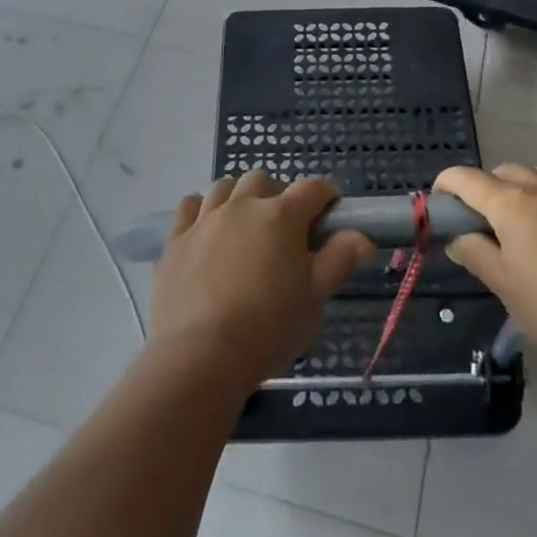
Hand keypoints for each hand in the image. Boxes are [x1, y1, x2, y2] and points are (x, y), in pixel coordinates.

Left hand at [149, 171, 373, 394]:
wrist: (199, 356)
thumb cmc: (268, 327)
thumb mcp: (315, 297)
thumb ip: (340, 260)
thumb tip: (360, 236)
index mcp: (282, 215)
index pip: (313, 188)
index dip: (327, 196)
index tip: (332, 214)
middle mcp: (243, 205)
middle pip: (264, 180)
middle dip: (279, 194)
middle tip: (286, 228)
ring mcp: (205, 219)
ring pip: (226, 187)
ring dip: (241, 197)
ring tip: (246, 225)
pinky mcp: (176, 239)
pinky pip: (190, 206)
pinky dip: (202, 209)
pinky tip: (207, 230)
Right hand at [434, 164, 536, 366]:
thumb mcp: (506, 287)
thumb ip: (476, 256)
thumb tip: (458, 238)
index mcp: (509, 203)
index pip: (465, 179)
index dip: (445, 186)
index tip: (440, 205)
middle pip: (504, 172)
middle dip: (487, 189)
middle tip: (486, 225)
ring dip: (525, 187)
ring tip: (528, 220)